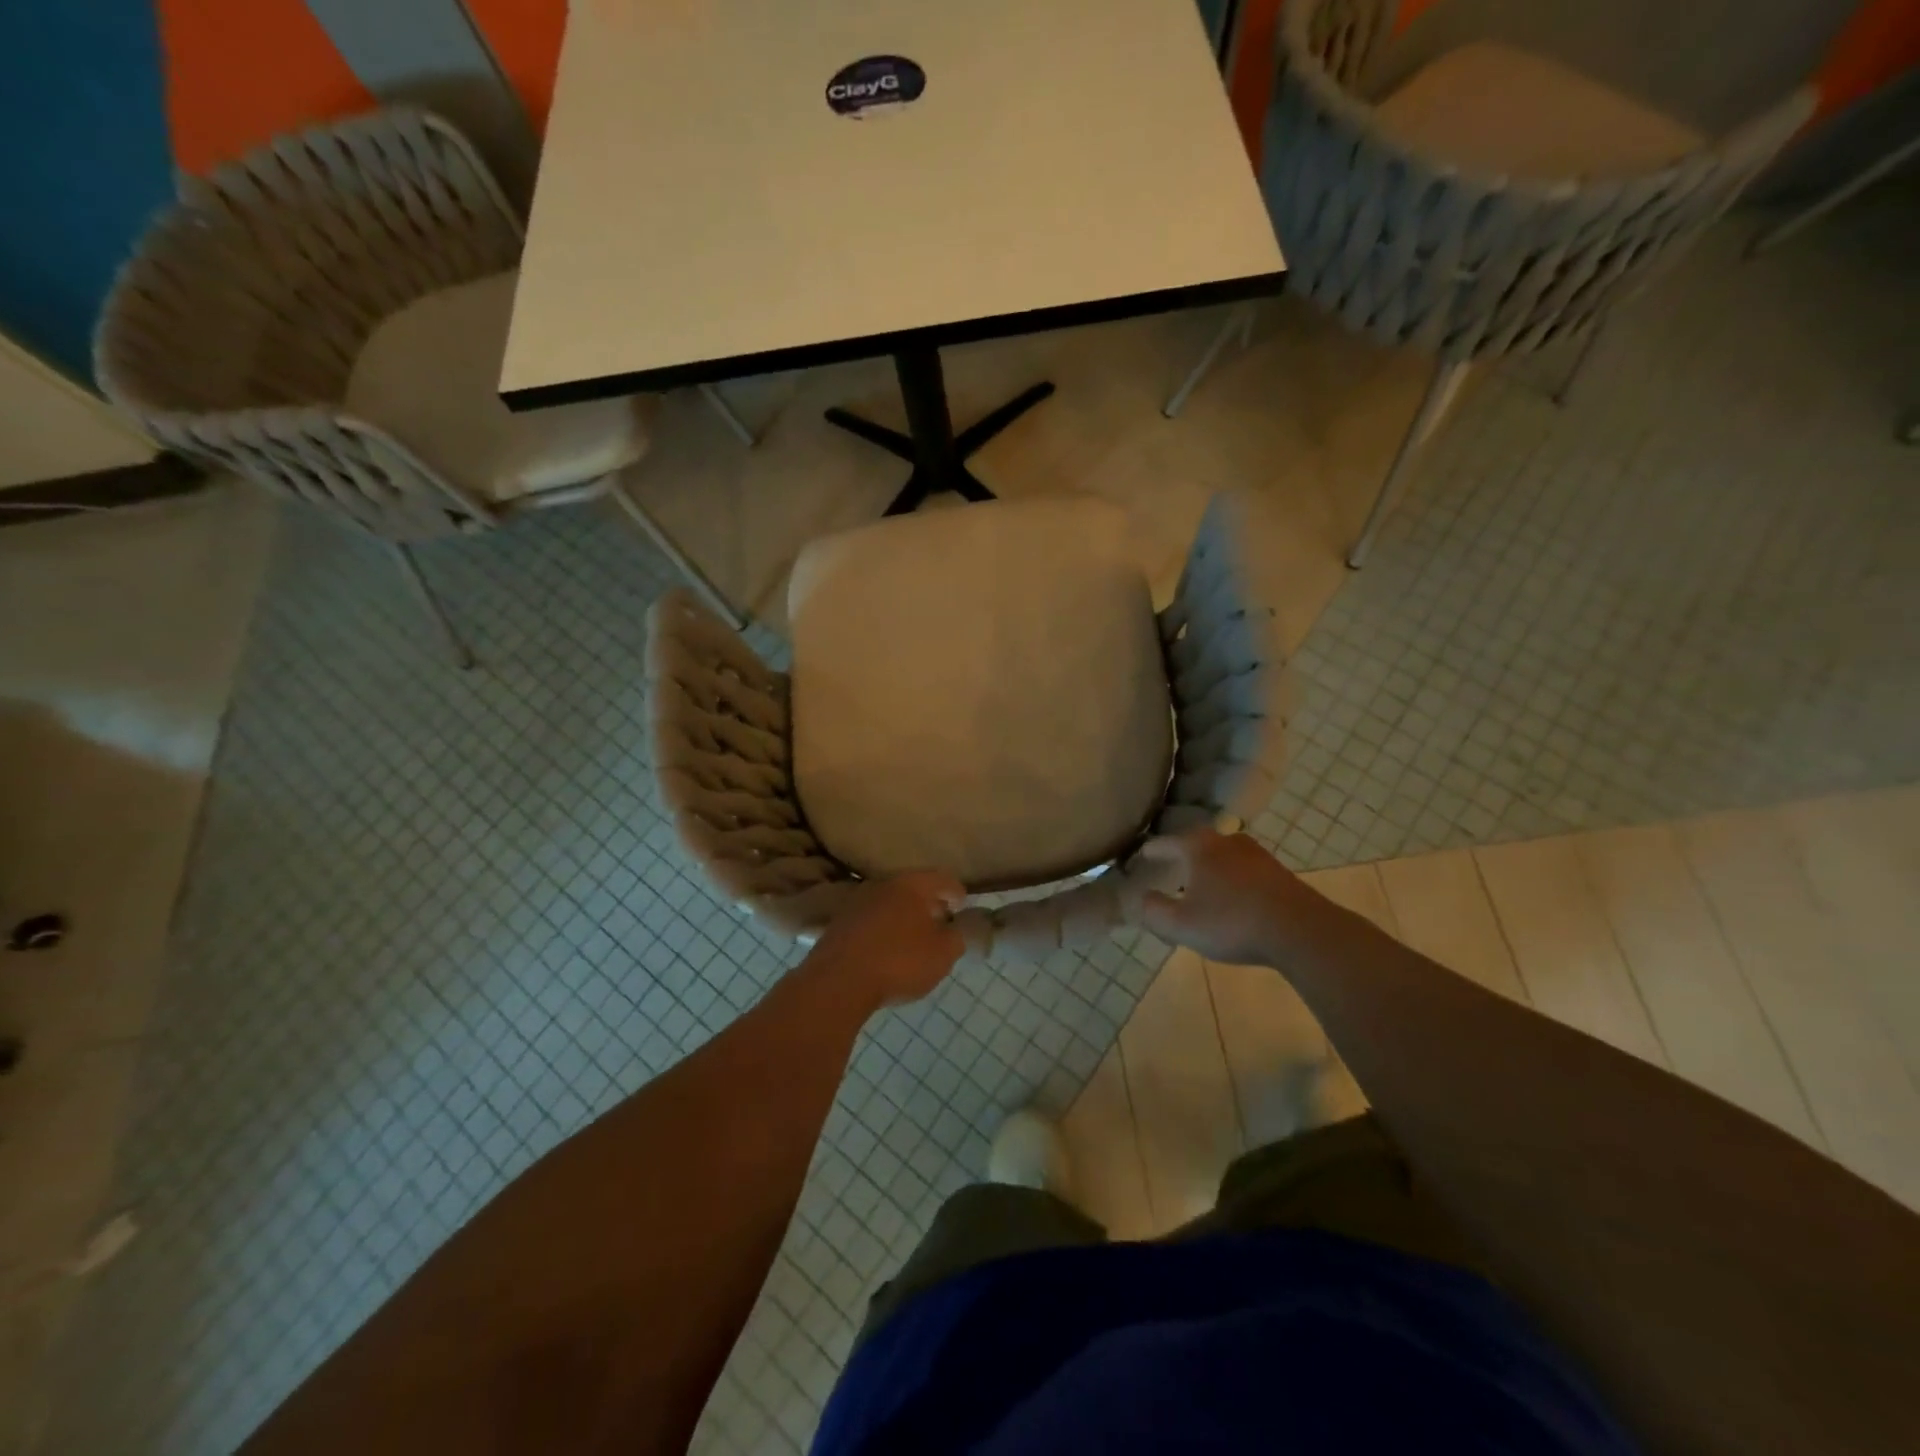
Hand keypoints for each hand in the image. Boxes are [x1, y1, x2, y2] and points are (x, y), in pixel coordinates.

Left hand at [806, 871, 965, 1010]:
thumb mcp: (943, 953)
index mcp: (911, 885)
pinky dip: (883, 929)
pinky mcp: (839, 924)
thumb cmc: (899, 961)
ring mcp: (857, 903)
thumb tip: (958, 927)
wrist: (838, 981)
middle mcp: (883, 885)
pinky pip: (871, 921)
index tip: (962, 905)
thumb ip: (958, 937)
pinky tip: (887, 949)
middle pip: (913, 888)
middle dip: (928, 903)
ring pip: (889, 903)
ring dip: (904, 917)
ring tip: (914, 938)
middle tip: (941, 921)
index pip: (942, 879)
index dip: (956, 891)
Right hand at [1135, 830, 1308, 965]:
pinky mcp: (1278, 872)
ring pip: (1222, 856)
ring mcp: (1256, 854)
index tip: (1139, 857)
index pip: (1164, 844)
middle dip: (1182, 856)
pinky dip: (1232, 879)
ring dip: (1210, 868)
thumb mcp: (1181, 924)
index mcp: (1198, 847)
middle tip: (1170, 869)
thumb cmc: (1231, 922)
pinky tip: (1233, 898)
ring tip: (1201, 885)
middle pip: (1195, 844)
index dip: (1149, 852)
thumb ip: (1153, 910)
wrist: (1300, 931)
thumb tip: (1139, 897)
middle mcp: (1225, 841)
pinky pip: (1244, 870)